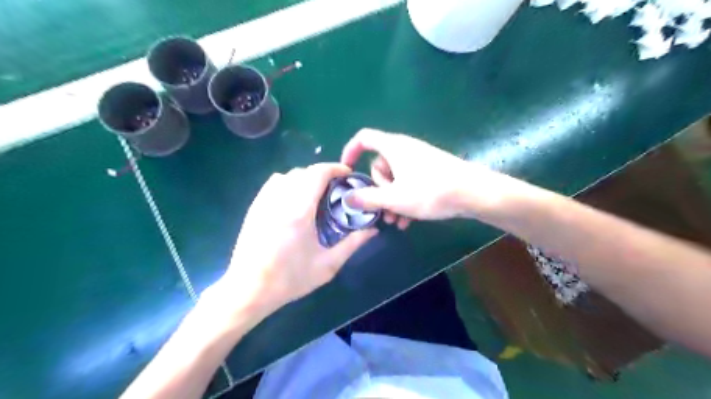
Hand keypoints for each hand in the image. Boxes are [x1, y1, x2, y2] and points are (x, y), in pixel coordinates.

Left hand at [218, 164, 376, 319]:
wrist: (249, 290)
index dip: (335, 168)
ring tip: (316, 194)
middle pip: (303, 172)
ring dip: (305, 178)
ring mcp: (263, 202)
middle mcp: (279, 199)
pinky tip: (294, 201)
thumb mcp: (327, 265)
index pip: (317, 173)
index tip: (348, 175)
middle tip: (336, 189)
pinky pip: (274, 184)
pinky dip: (288, 183)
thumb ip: (352, 244)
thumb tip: (373, 230)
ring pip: (287, 175)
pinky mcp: (254, 208)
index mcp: (299, 211)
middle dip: (323, 174)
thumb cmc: (290, 279)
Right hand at [337, 127, 475, 224]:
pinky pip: (409, 182)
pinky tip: (408, 220)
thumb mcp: (394, 198)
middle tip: (385, 207)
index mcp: (393, 147)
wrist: (474, 193)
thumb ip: (367, 198)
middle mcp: (405, 149)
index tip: (347, 170)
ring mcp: (419, 160)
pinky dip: (404, 198)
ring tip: (396, 221)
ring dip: (391, 199)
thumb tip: (347, 198)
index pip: (364, 138)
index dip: (351, 151)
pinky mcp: (430, 171)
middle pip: (379, 164)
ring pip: (395, 177)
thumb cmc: (430, 191)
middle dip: (378, 188)